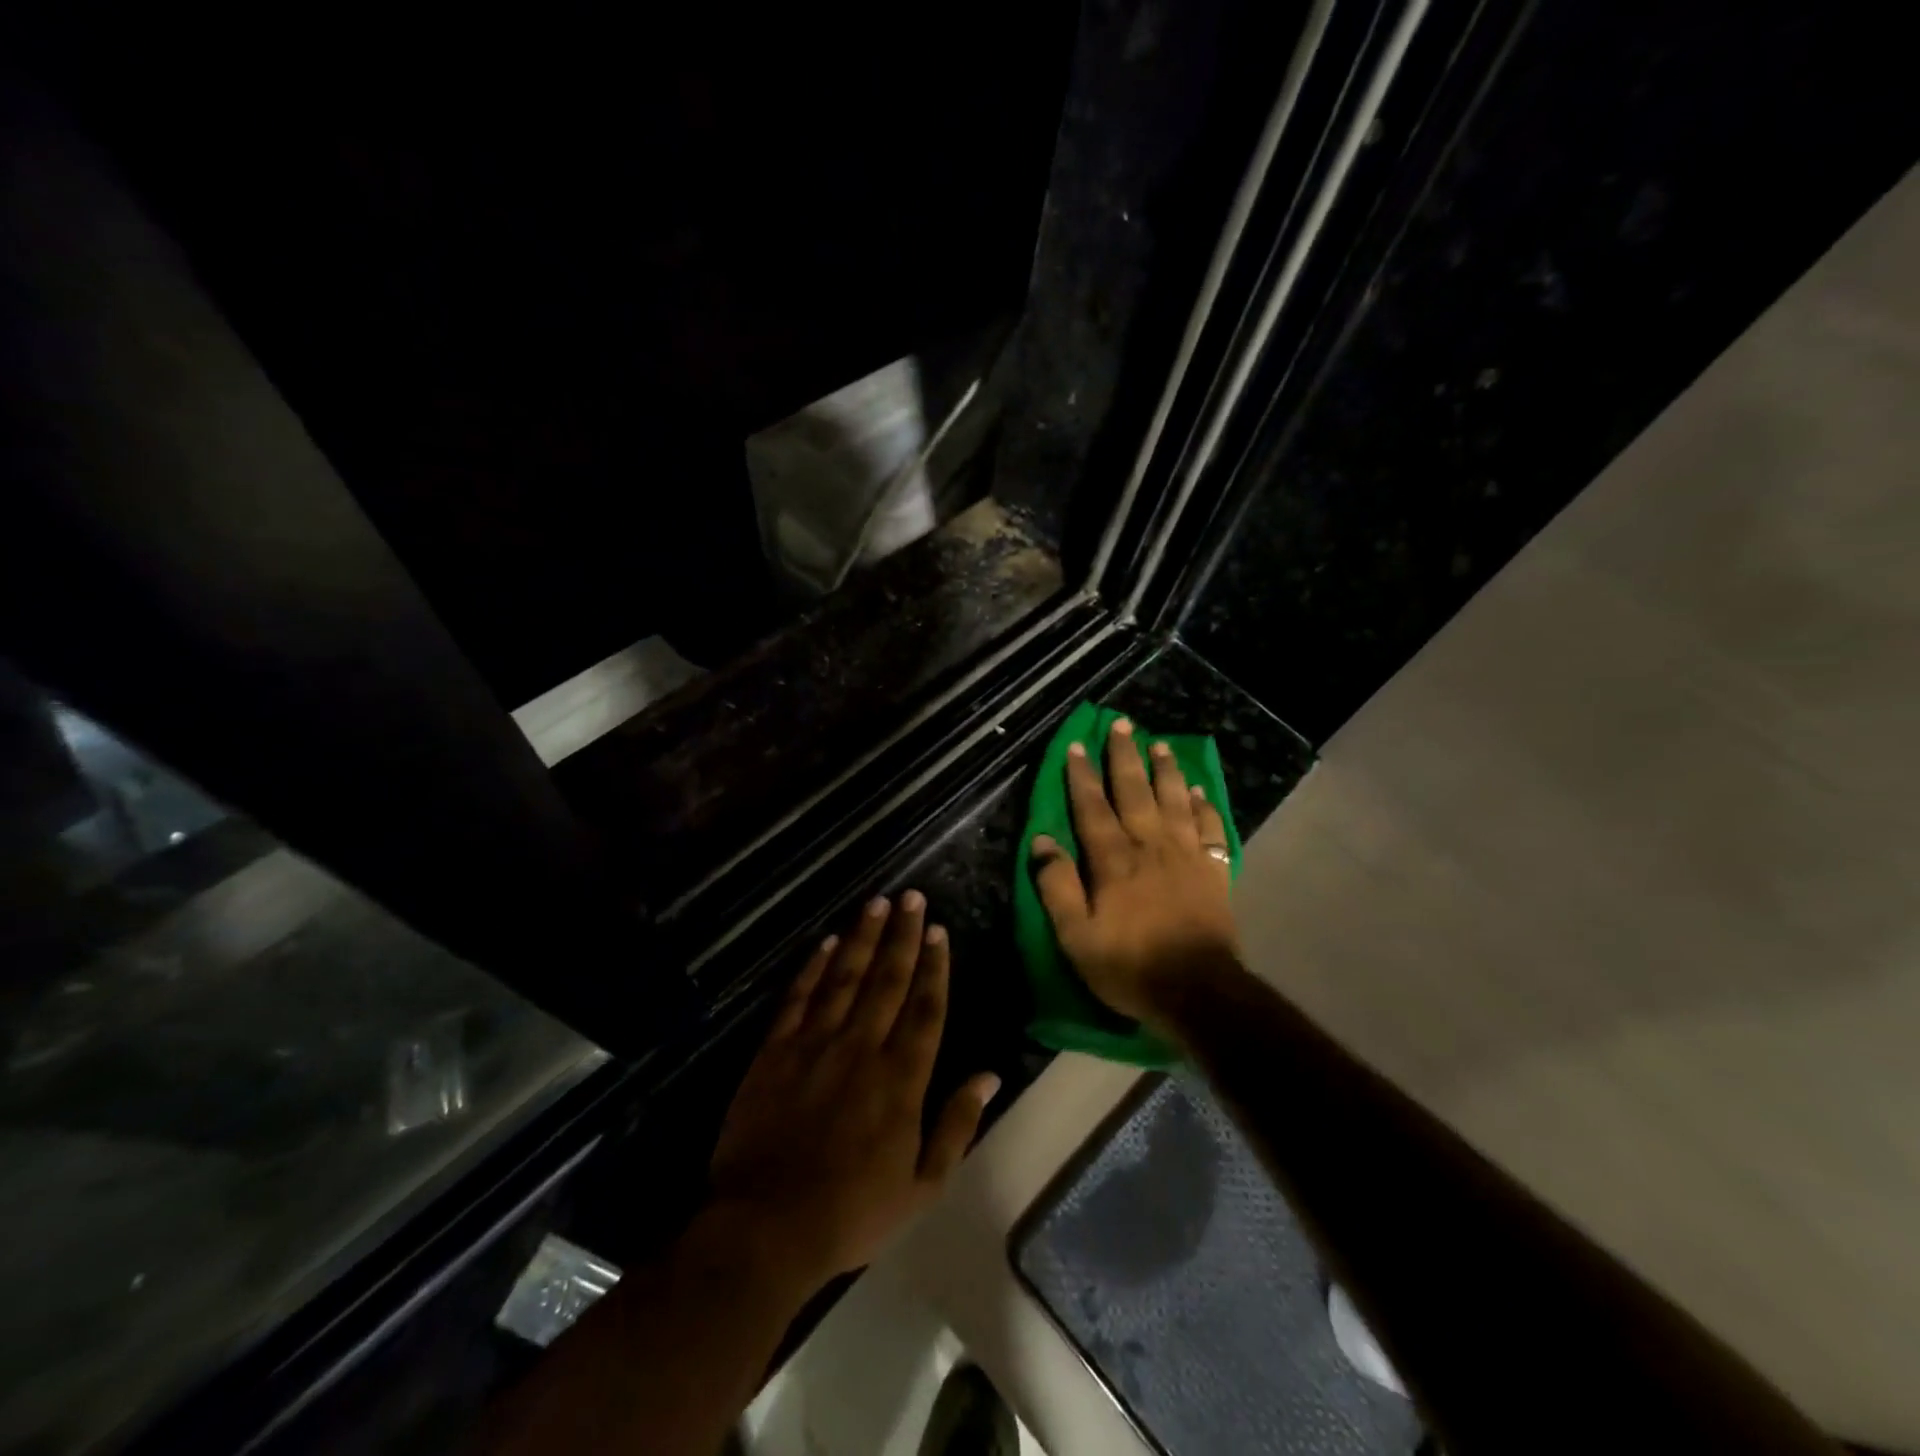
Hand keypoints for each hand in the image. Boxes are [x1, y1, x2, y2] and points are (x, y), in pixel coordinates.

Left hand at [708, 892, 1000, 1293]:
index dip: (934, 966)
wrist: (765, 1228)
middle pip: (888, 980)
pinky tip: (828, 942)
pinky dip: (814, 967)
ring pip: (846, 978)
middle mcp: (862, 1048)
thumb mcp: (922, 1186)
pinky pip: (799, 998)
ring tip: (878, 904)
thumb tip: (989, 1075)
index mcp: (901, 1079)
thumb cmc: (851, 1212)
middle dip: (903, 935)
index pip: (925, 1008)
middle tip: (912, 897)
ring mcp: (815, 1045)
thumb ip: (958, 1125)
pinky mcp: (775, 1051)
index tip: (939, 930)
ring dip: (864, 938)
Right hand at [1031, 717, 1239, 1024]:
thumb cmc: (1130, 966)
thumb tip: (1041, 841)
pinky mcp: (1213, 871)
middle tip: (1122, 723)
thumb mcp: (1076, 936)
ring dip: (1166, 769)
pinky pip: (1210, 828)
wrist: (1199, 992)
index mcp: (1114, 860)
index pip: (1093, 807)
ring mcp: (1187, 856)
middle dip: (1125, 756)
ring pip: (1175, 800)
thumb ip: (1057, 886)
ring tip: (1159, 743)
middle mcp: (1150, 846)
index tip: (1077, 745)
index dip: (1082, 775)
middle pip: (1136, 791)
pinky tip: (1199, 791)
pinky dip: (1204, 806)